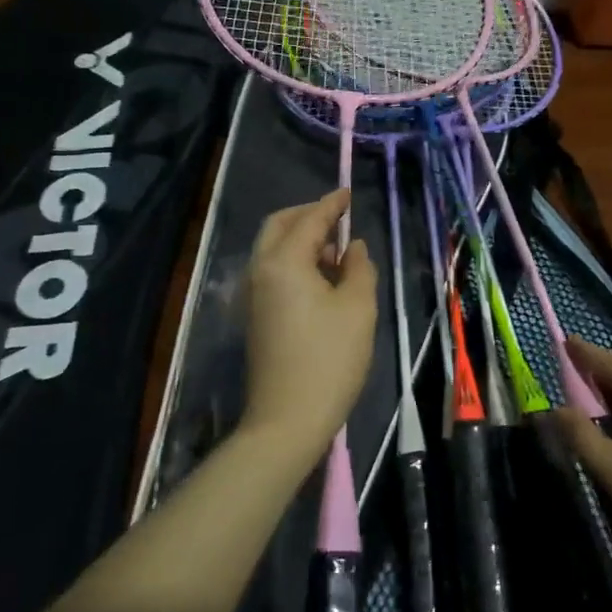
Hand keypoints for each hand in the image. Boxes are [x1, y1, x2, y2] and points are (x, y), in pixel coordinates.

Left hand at [241, 190, 377, 462]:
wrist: (287, 419)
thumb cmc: (330, 359)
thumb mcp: (358, 308)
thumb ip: (359, 268)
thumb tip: (352, 247)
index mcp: (283, 263)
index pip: (309, 220)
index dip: (330, 204)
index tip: (347, 193)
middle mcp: (260, 271)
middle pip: (278, 226)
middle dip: (307, 216)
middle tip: (338, 218)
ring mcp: (253, 295)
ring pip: (272, 250)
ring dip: (300, 240)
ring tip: (336, 253)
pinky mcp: (255, 317)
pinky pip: (272, 272)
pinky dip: (294, 262)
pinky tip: (321, 280)